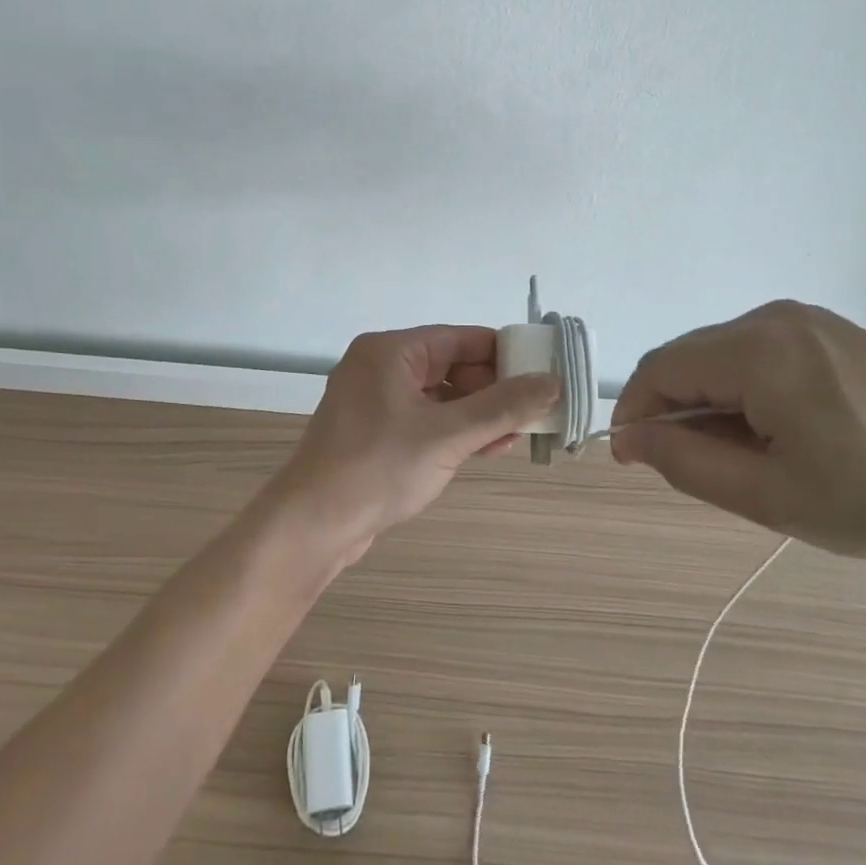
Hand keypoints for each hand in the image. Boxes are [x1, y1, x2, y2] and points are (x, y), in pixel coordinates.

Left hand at [262, 326, 560, 566]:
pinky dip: (455, 430)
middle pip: (452, 365)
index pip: (461, 338)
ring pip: (441, 396)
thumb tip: (553, 382)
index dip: (505, 354)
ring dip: (478, 413)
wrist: (312, 526)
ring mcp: (375, 401)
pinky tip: (487, 448)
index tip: (543, 374)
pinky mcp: (375, 432)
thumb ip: (502, 407)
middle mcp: (381, 367)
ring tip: (518, 433)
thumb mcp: (447, 435)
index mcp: (391, 351)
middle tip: (534, 411)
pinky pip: (425, 420)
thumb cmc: (378, 467)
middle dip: (494, 389)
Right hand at [610, 301, 865, 563]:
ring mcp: (810, 320)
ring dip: (716, 406)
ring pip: (726, 358)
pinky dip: (751, 394)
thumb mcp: (779, 497)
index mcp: (757, 348)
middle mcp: (775, 317)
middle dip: (679, 412)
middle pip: (692, 358)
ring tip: (755, 463)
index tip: (635, 462)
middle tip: (706, 475)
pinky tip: (788, 437)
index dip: (636, 414)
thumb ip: (690, 464)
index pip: (660, 368)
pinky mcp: (835, 333)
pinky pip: (763, 355)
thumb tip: (632, 438)